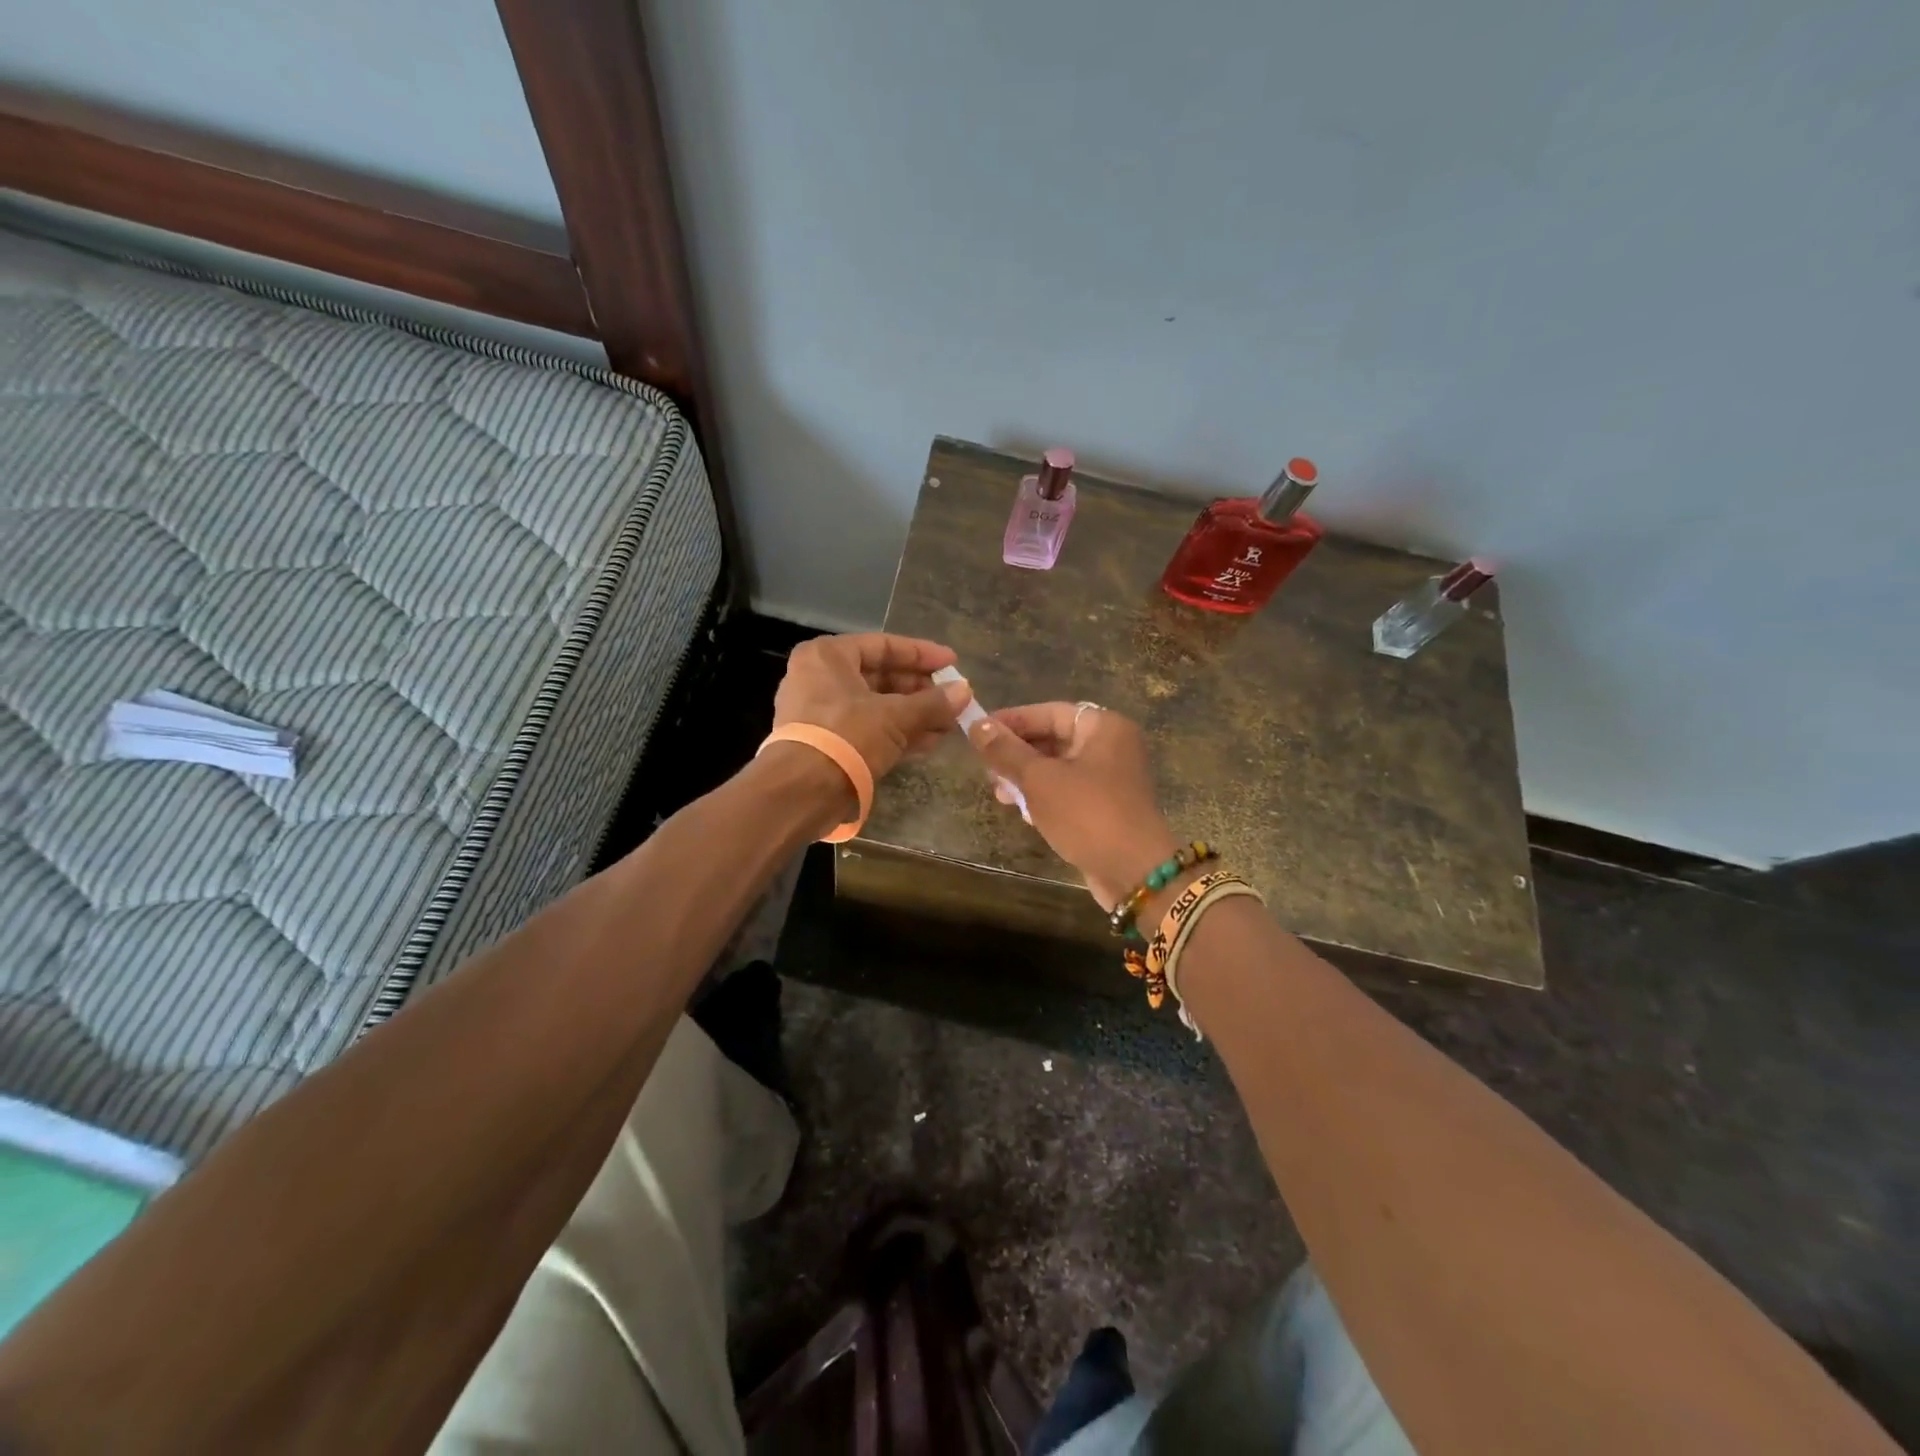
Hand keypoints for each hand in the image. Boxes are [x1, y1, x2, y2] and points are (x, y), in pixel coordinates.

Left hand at [772, 633, 971, 780]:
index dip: (922, 654)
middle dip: (921, 691)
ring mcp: (821, 713)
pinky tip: (929, 743)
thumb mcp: (895, 716)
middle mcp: (820, 678)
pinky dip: (897, 734)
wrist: (802, 791)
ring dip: (913, 715)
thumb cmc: (847, 736)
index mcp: (828, 656)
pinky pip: (868, 730)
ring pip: (876, 706)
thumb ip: (932, 703)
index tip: (953, 663)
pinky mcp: (827, 744)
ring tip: (949, 724)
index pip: (884, 645)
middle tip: (954, 699)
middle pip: (880, 676)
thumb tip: (965, 692)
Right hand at [967, 703, 1179, 909]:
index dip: (1011, 721)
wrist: (1134, 872)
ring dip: (1026, 778)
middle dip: (1016, 753)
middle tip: (986, 769)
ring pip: (1058, 768)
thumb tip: (977, 725)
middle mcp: (1111, 746)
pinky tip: (1021, 812)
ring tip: (999, 794)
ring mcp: (1110, 778)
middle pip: (1053, 739)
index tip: (977, 731)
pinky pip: (1067, 791)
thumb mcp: (1040, 779)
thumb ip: (1006, 751)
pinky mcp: (1105, 807)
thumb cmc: (1087, 814)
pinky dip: (1044, 797)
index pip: (1049, 712)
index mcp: (1103, 727)